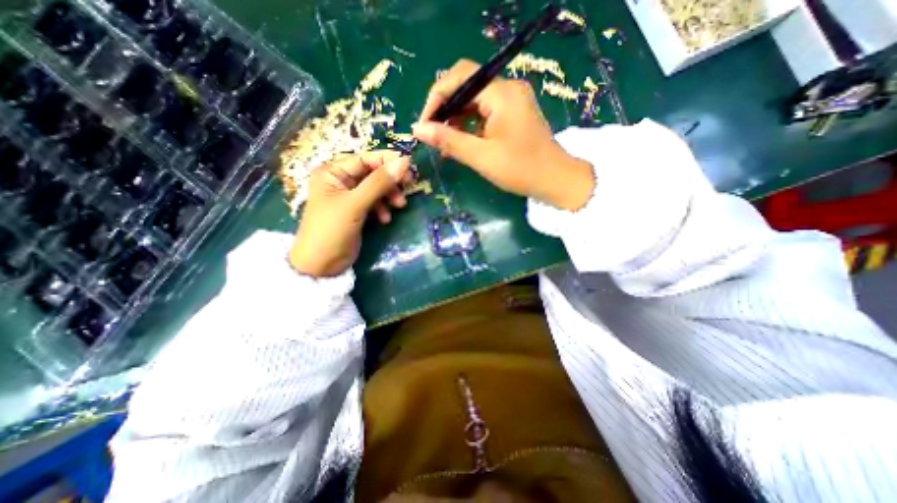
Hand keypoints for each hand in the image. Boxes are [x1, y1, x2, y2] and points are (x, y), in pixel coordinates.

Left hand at [289, 150, 409, 279]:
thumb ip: (379, 183)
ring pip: (376, 189)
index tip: (409, 166)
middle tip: (409, 185)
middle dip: (390, 181)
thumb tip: (404, 162)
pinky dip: (383, 208)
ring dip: (389, 196)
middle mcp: (340, 181)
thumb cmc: (332, 230)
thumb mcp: (355, 204)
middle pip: (372, 174)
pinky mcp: (357, 211)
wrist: (321, 265)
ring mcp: (349, 197)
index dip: (387, 161)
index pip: (364, 159)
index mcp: (332, 172)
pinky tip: (385, 219)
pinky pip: (375, 203)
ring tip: (399, 206)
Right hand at [411, 59, 594, 212]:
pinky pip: (484, 113)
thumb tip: (417, 129)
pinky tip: (459, 144)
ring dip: (455, 120)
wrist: (555, 180)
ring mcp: (511, 101)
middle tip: (431, 134)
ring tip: (442, 143)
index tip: (423, 124)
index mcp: (501, 93)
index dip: (436, 98)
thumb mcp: (481, 156)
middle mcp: (507, 89)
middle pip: (466, 86)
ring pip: (474, 101)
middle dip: (445, 110)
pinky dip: (469, 127)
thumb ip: (448, 140)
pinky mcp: (513, 114)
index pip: (460, 78)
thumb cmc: (520, 169)